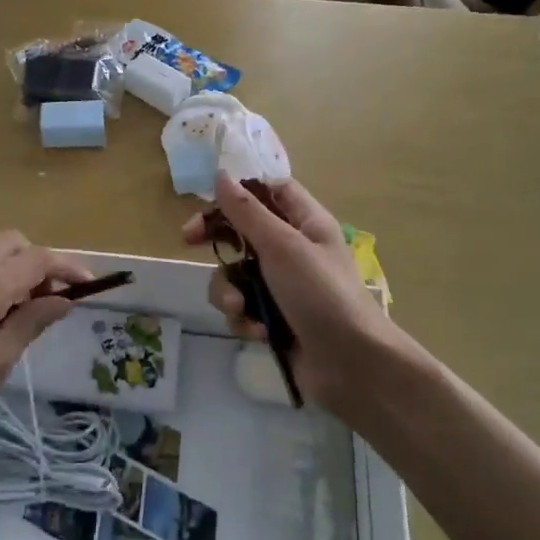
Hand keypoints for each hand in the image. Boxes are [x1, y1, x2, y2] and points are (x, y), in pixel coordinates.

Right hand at [182, 172, 419, 419]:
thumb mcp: (282, 245)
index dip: (239, 192)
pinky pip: (242, 308)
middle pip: (243, 232)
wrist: (351, 365)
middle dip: (217, 240)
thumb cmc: (321, 294)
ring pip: (235, 274)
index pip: (269, 191)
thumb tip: (221, 174)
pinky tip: (258, 332)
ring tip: (241, 309)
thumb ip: (247, 211)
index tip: (208, 200)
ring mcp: (282, 287)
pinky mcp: (273, 319)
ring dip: (230, 291)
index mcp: (306, 223)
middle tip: (189, 242)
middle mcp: (293, 250)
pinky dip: (244, 319)